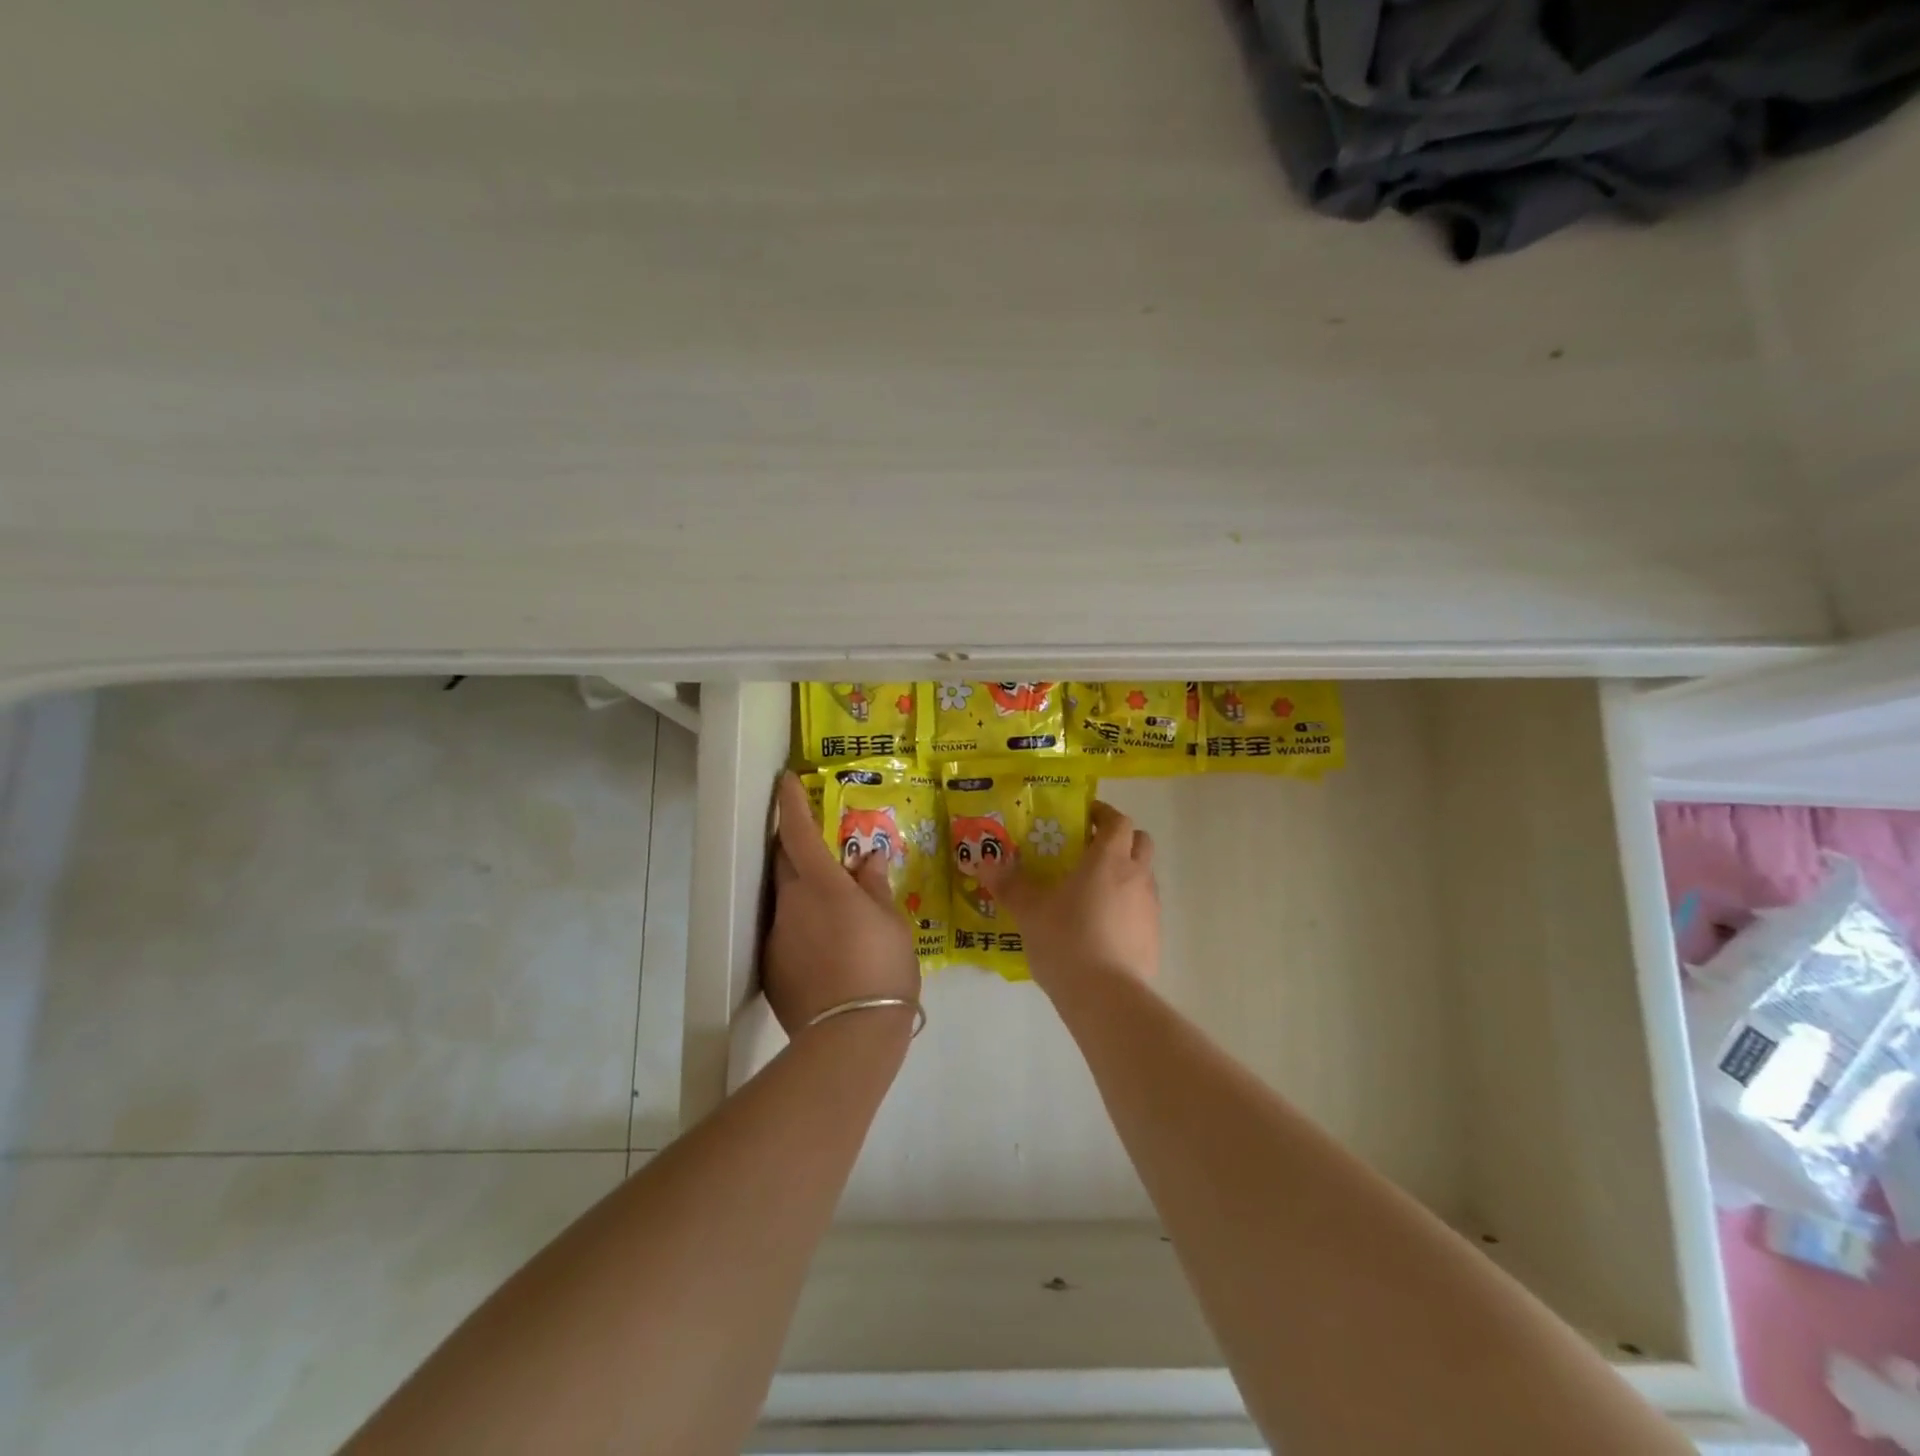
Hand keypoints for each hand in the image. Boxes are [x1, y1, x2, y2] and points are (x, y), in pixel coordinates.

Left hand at [763, 772, 921, 1038]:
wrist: (851, 1036)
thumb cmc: (882, 967)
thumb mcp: (891, 921)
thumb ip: (875, 885)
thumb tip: (867, 859)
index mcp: (821, 885)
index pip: (797, 832)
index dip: (790, 803)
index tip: (785, 780)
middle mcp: (790, 903)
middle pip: (784, 861)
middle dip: (796, 845)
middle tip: (819, 844)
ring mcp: (777, 936)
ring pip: (785, 898)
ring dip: (802, 889)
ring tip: (833, 906)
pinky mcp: (772, 967)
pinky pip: (786, 931)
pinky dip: (802, 925)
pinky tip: (827, 946)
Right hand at [977, 801, 1159, 996]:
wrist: (1106, 997)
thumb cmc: (1066, 941)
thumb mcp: (1029, 912)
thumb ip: (1010, 885)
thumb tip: (985, 863)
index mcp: (1108, 859)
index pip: (1117, 821)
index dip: (1103, 814)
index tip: (1084, 817)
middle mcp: (1136, 876)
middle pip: (1141, 841)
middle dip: (1120, 839)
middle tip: (1090, 850)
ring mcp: (1150, 907)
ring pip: (1145, 875)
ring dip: (1126, 873)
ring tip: (1093, 892)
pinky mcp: (1155, 937)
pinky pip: (1144, 909)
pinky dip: (1128, 907)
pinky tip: (1103, 927)